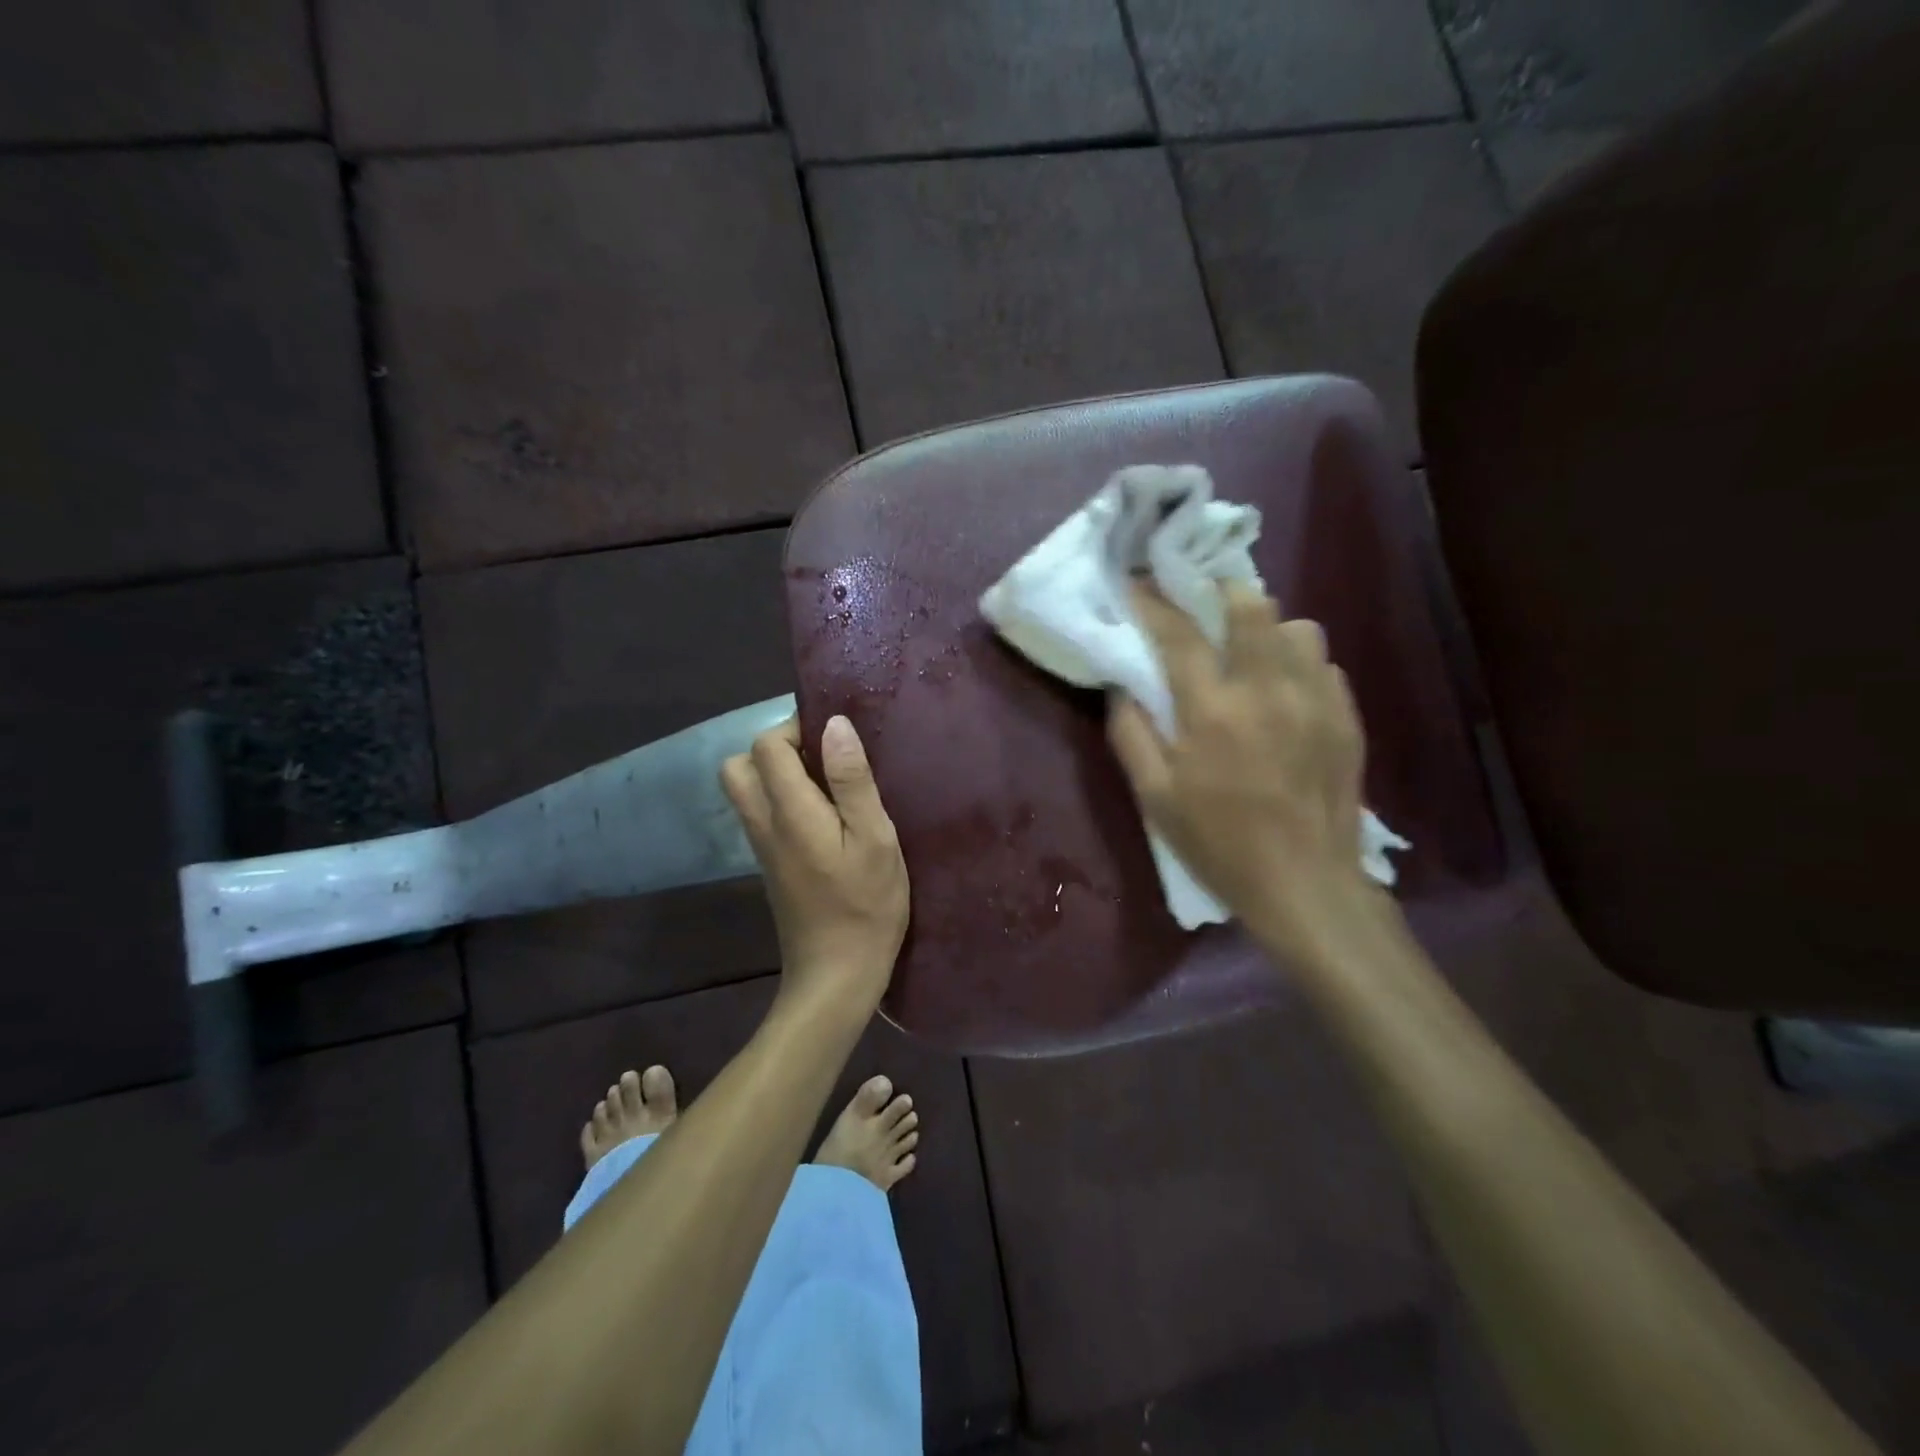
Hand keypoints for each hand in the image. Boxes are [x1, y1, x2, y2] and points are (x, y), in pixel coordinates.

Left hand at [721, 715, 908, 1012]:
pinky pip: (761, 813)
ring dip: (778, 773)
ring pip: (747, 790)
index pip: (766, 745)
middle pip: (740, 764)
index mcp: (789, 811)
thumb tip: (834, 724)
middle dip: (776, 748)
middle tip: (822, 758)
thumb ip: (852, 780)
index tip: (835, 737)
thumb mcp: (875, 839)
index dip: (796, 728)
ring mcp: (762, 847)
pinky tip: (824, 815)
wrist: (836, 975)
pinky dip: (782, 799)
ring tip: (827, 784)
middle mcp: (764, 823)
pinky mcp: (771, 865)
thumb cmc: (866, 905)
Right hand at [1107, 582, 1379, 958]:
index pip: (1178, 634)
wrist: (1304, 884)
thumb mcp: (1155, 798)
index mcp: (1212, 711)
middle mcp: (1267, 690)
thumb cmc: (1218, 843)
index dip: (1153, 602)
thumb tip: (1120, 686)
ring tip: (1252, 655)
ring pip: (1298, 627)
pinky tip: (1286, 695)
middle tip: (1204, 606)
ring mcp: (1315, 700)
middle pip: (1251, 605)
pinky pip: (1323, 664)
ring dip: (1268, 630)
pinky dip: (1299, 665)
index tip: (1139, 584)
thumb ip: (1131, 734)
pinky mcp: (1346, 717)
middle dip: (1221, 592)